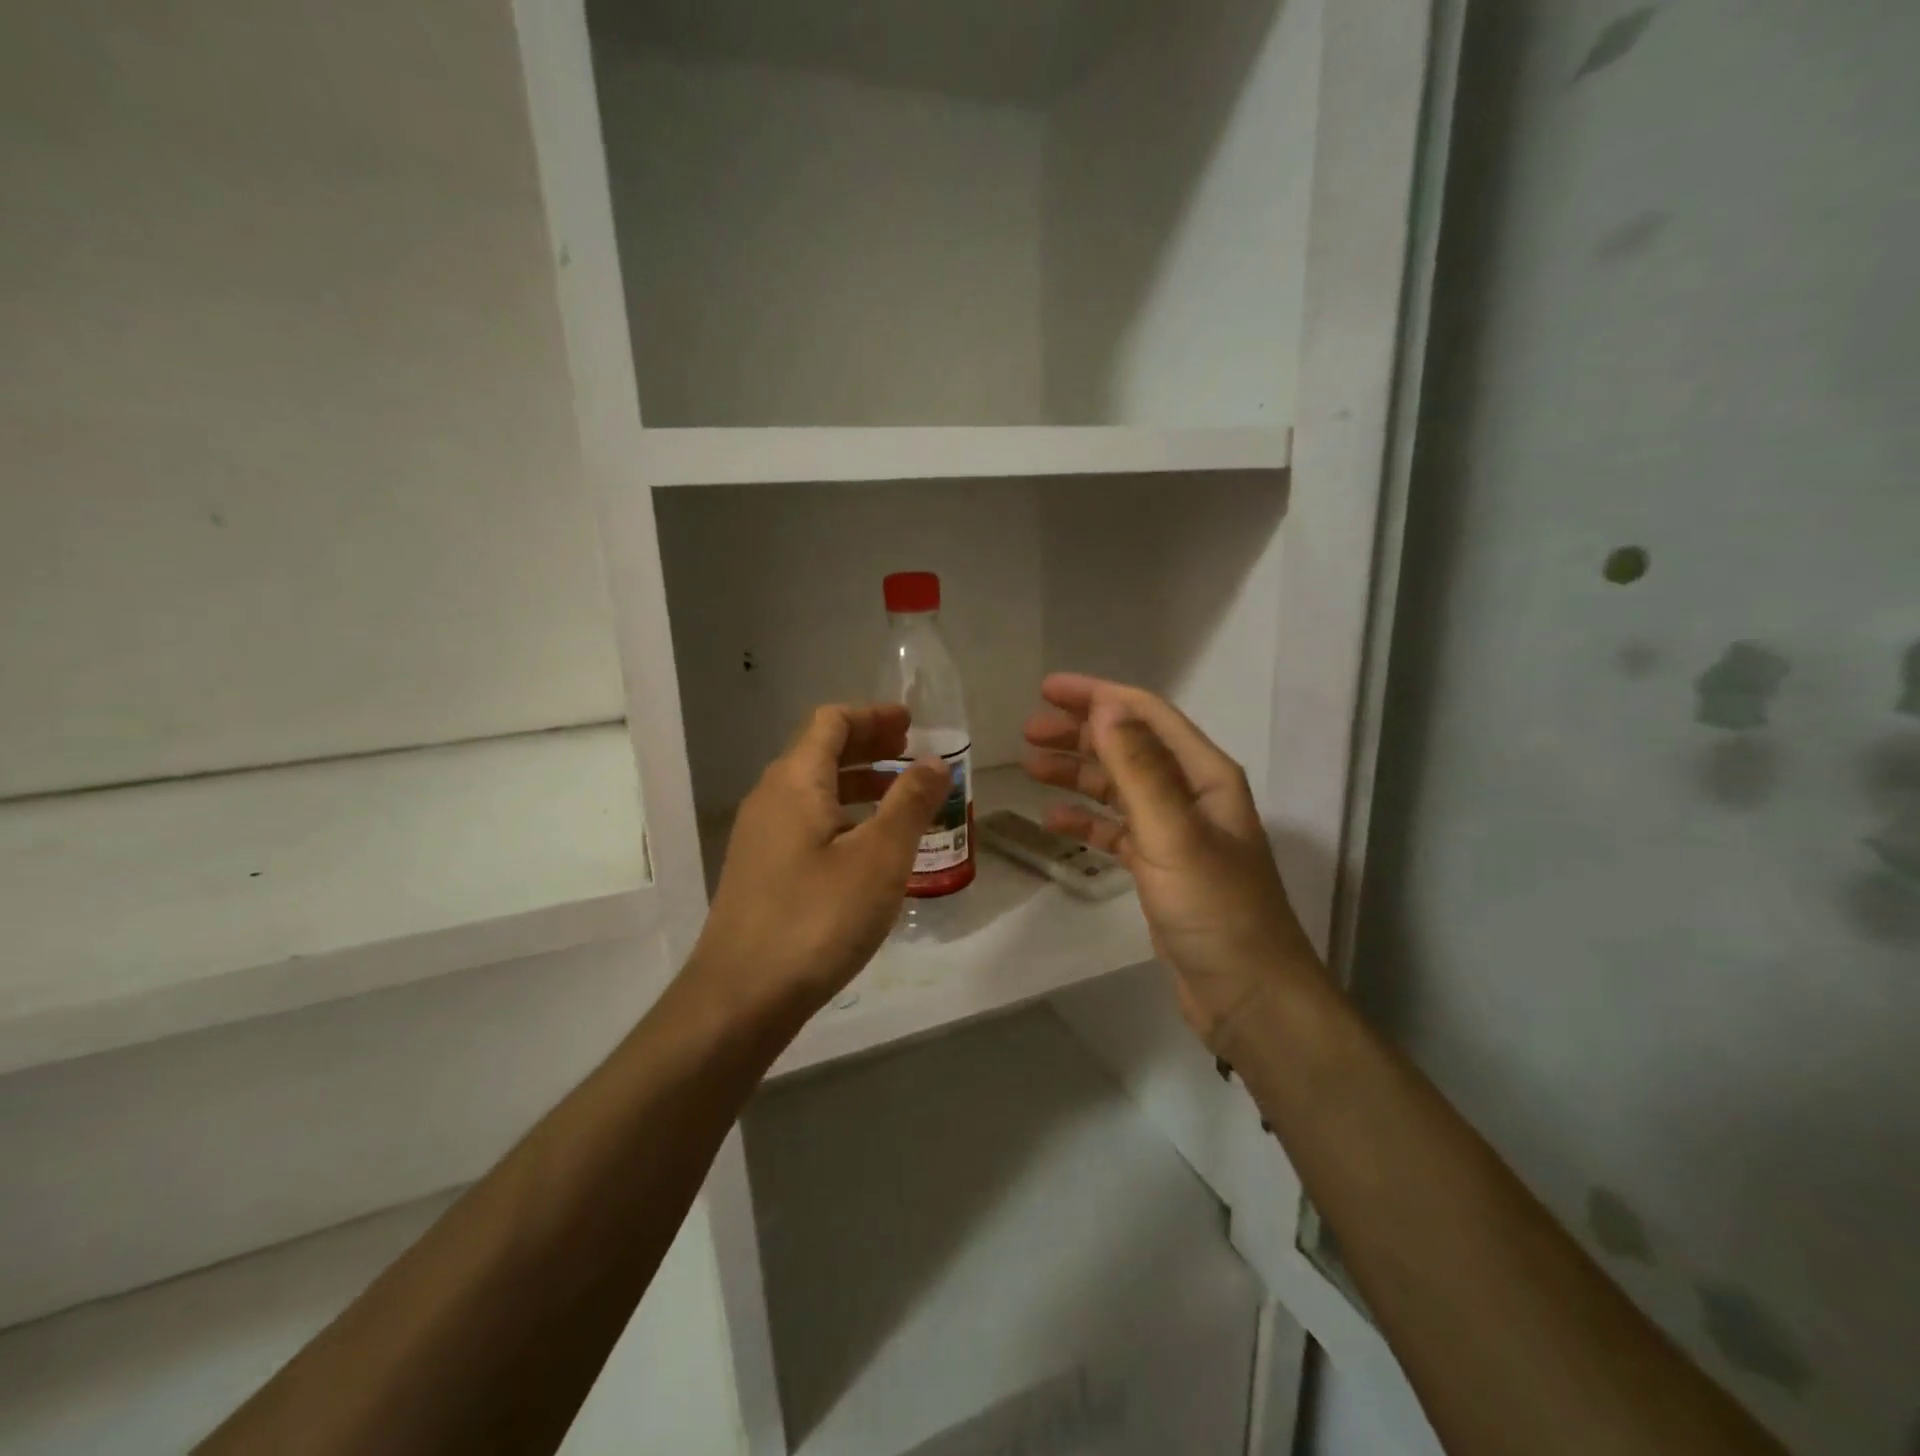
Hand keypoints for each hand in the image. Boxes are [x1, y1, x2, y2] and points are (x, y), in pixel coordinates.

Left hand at [687, 705, 947, 1028]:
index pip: (831, 722)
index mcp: (795, 781)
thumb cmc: (817, 919)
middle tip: (913, 756)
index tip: (912, 724)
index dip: (873, 716)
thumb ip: (909, 803)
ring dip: (858, 785)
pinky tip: (869, 850)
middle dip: (869, 747)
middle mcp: (771, 799)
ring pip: (814, 791)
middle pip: (821, 752)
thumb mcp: (879, 858)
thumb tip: (934, 761)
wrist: (740, 998)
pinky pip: (807, 824)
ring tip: (901, 800)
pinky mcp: (761, 872)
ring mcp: (760, 837)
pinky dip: (843, 818)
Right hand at [1023, 674, 1324, 1050]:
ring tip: (1031, 767)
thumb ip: (1138, 768)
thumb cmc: (1215, 909)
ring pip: (1118, 788)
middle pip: (1128, 747)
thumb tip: (1104, 707)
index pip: (1146, 715)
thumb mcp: (1173, 833)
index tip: (1047, 689)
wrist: (1248, 994)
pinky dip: (1086, 820)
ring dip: (1077, 774)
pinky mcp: (1160, 868)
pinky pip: (1116, 830)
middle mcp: (1191, 795)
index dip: (1098, 696)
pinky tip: (1054, 821)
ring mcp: (1175, 832)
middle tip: (1028, 732)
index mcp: (1204, 775)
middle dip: (1079, 733)